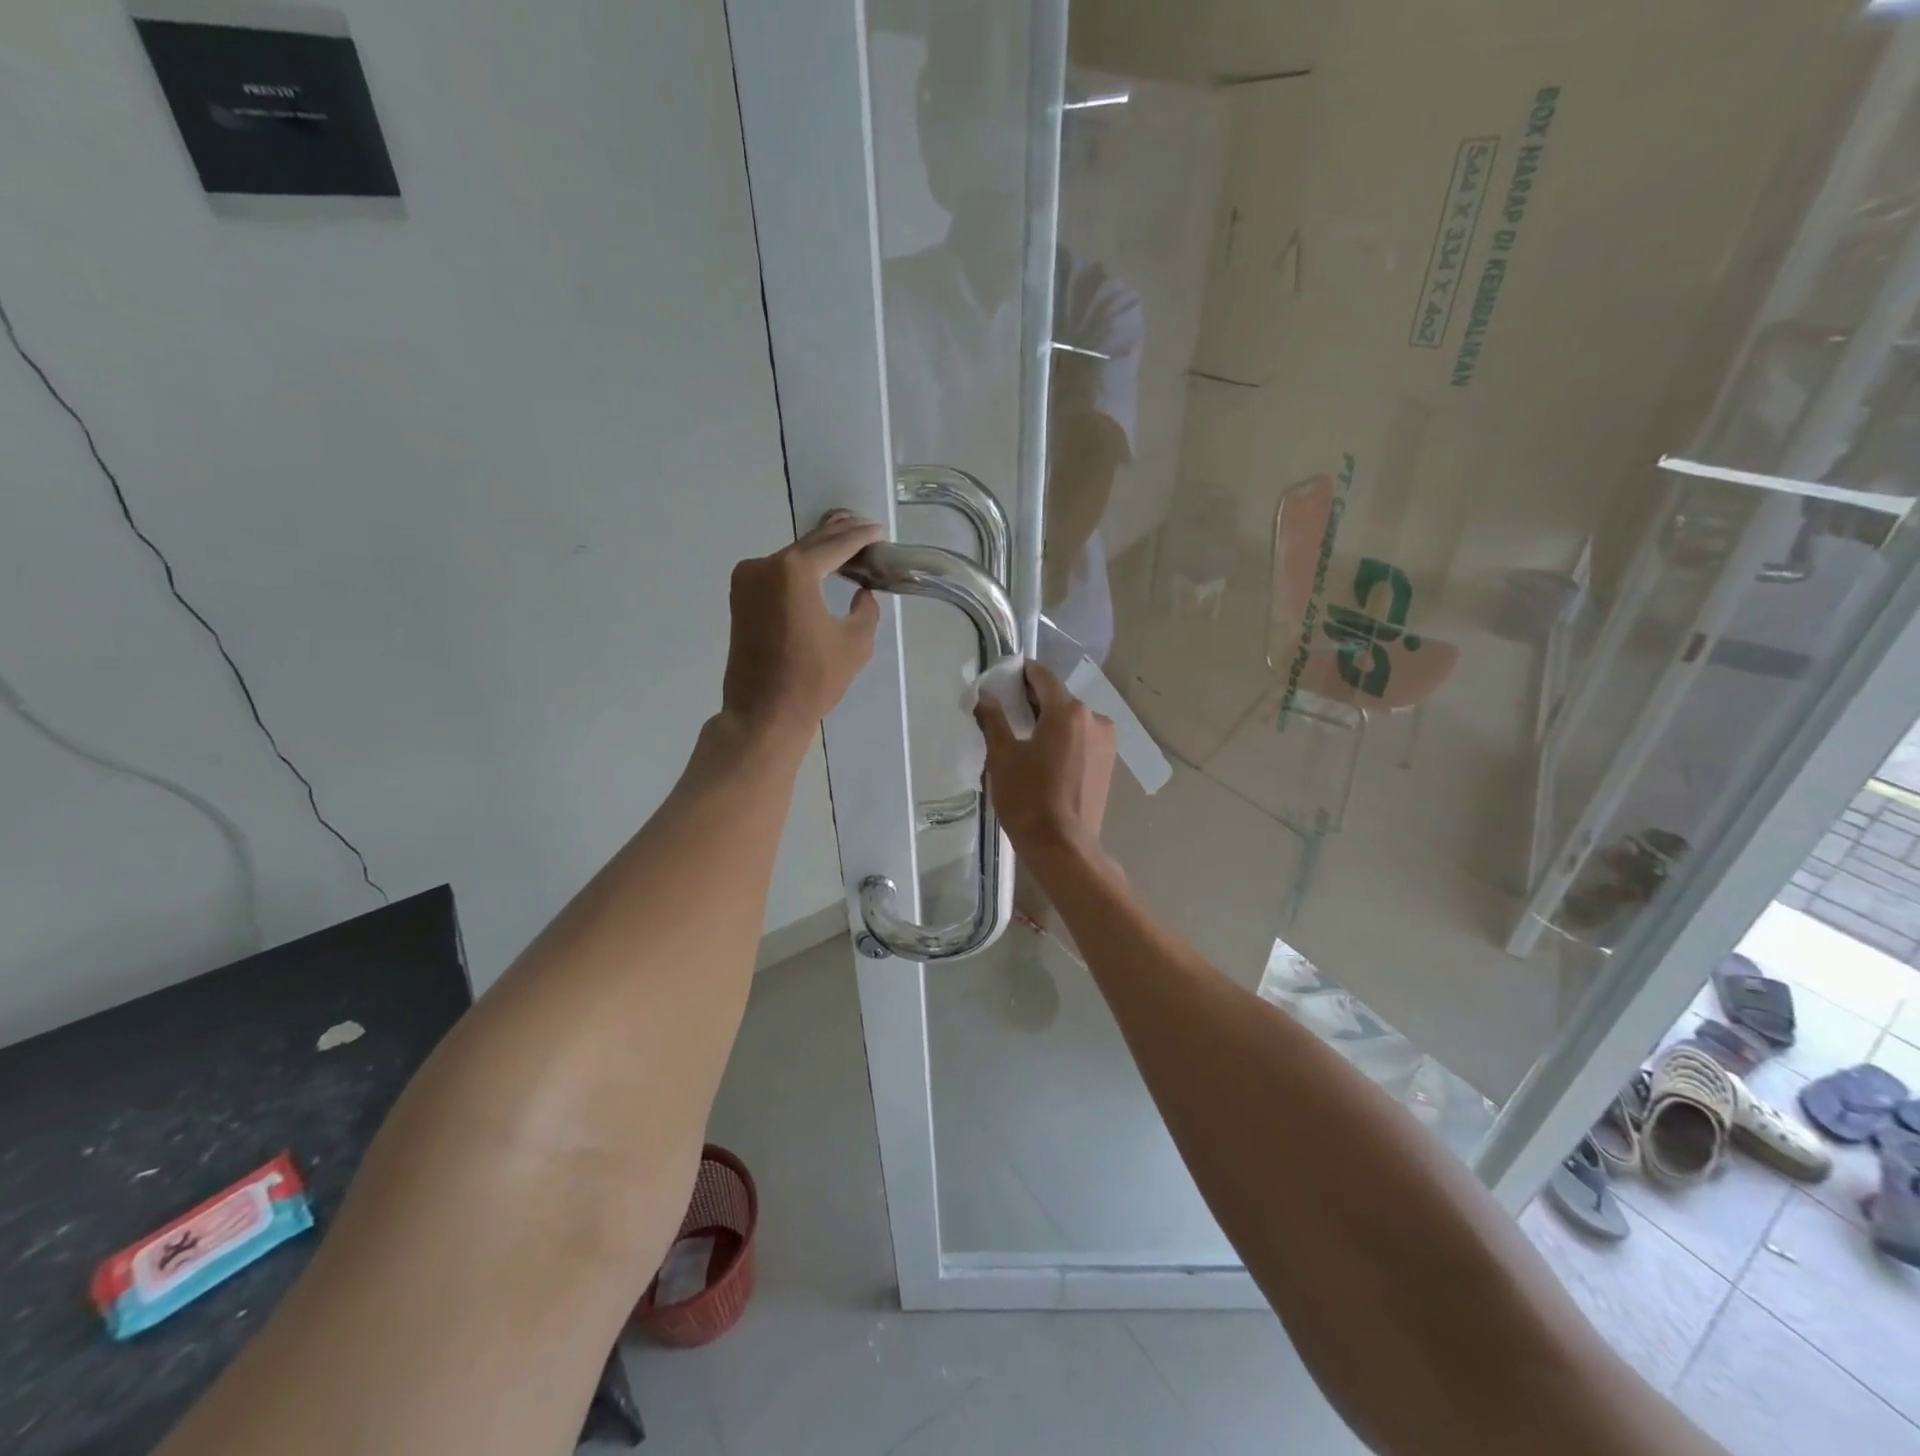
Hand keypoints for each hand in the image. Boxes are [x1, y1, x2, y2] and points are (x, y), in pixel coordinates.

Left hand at [722, 511, 883, 741]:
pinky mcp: (741, 597)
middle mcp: (764, 565)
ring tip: (848, 547)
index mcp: (794, 572)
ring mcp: (747, 580)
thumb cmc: (813, 680)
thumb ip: (866, 609)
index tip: (880, 532)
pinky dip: (800, 568)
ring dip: (819, 551)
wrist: (763, 714)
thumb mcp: (855, 643)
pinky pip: (777, 572)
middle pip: (810, 544)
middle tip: (867, 531)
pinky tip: (820, 569)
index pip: (836, 545)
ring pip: (792, 556)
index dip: (861, 537)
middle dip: (839, 536)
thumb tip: (862, 592)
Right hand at [974, 661, 1116, 857]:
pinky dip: (1063, 740)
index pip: (1042, 676)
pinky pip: (1081, 739)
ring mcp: (1106, 742)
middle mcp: (1094, 718)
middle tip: (1005, 713)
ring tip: (1023, 740)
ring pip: (1071, 720)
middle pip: (1058, 698)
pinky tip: (1044, 759)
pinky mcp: (1108, 763)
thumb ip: (993, 720)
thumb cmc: (1029, 799)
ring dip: (1048, 722)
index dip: (1020, 673)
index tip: (1002, 680)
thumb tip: (984, 696)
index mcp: (1068, 711)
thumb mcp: (1002, 757)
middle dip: (1032, 701)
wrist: (1063, 847)